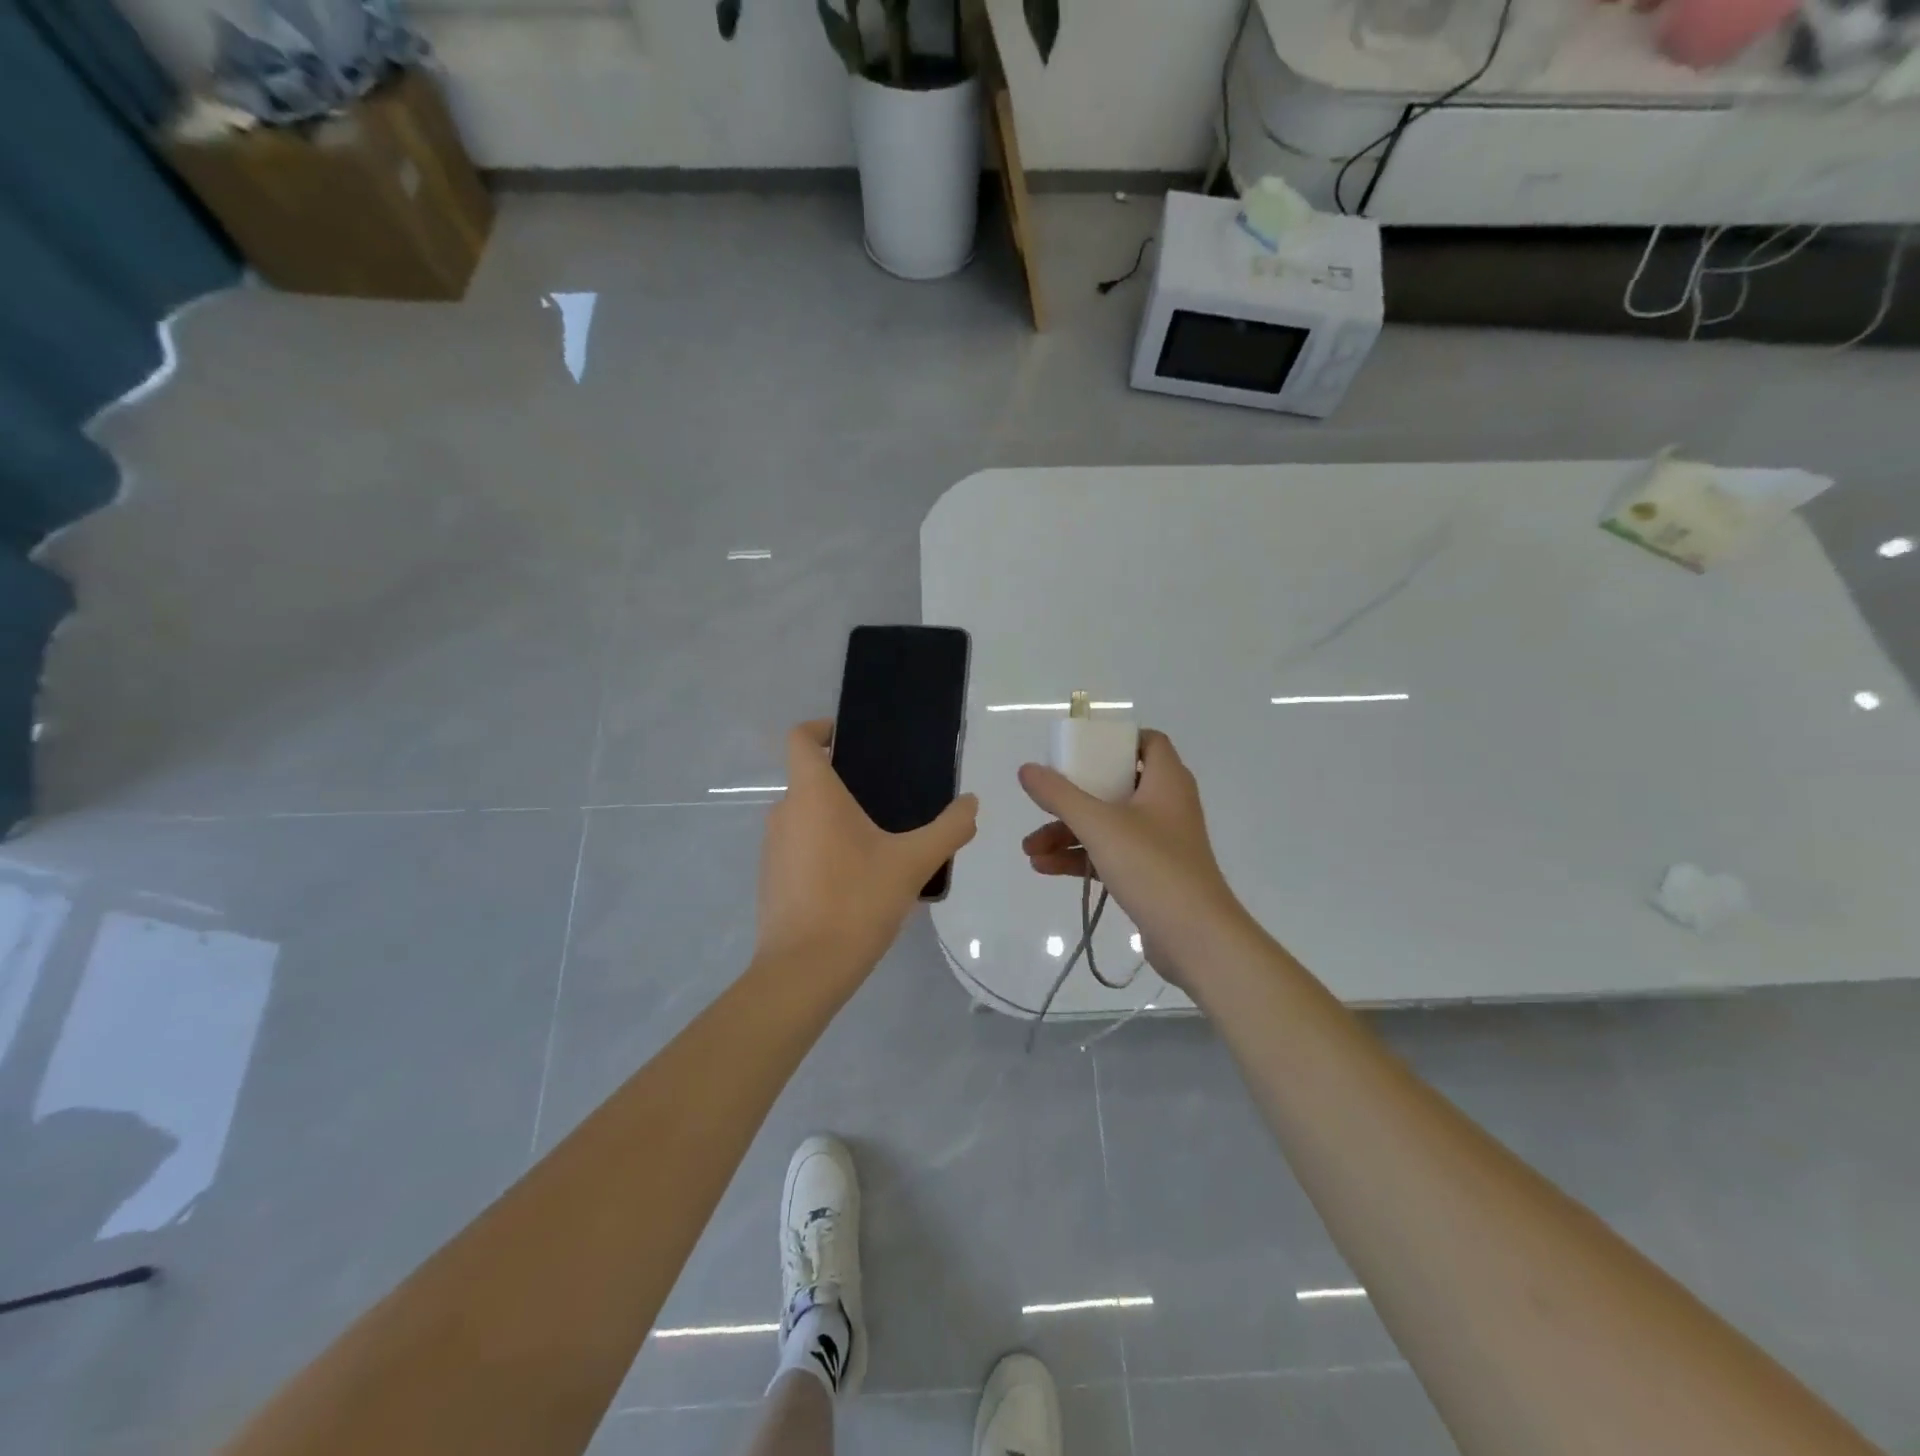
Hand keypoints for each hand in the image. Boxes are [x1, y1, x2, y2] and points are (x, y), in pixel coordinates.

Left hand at [755, 720, 978, 991]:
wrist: (805, 970)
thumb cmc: (857, 901)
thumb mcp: (914, 863)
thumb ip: (949, 828)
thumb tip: (971, 804)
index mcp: (813, 795)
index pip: (801, 739)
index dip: (821, 728)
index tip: (851, 738)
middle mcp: (784, 812)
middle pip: (809, 780)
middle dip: (846, 783)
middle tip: (890, 799)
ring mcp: (773, 848)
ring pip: (806, 817)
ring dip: (837, 821)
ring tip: (881, 843)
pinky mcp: (771, 880)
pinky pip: (801, 848)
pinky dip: (825, 850)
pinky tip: (859, 881)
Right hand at [1018, 730, 1249, 987]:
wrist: (1196, 938)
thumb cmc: (1152, 867)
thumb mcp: (1099, 825)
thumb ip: (1060, 795)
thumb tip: (1027, 769)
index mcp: (1166, 781)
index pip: (1148, 742)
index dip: (1116, 741)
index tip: (1081, 750)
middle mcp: (1167, 806)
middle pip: (1116, 785)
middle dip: (1073, 797)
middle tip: (1043, 801)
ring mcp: (1160, 842)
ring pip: (1107, 824)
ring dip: (1068, 832)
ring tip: (1029, 849)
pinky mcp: (1152, 874)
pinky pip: (1110, 854)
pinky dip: (1081, 857)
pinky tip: (1045, 867)